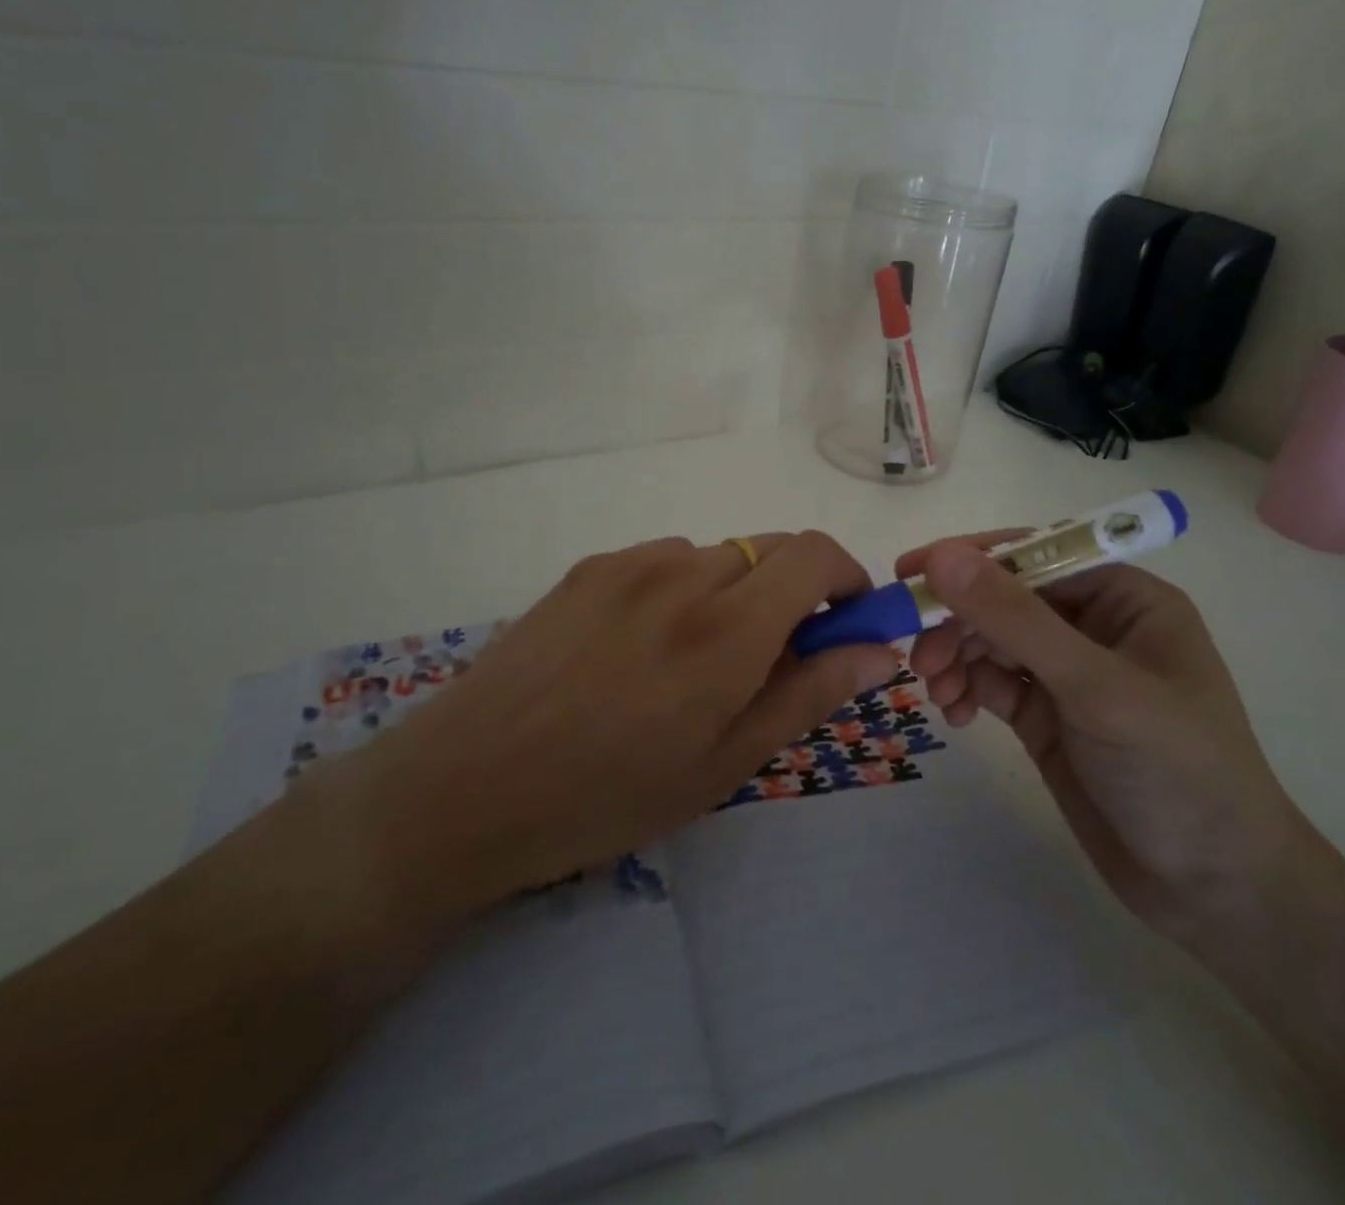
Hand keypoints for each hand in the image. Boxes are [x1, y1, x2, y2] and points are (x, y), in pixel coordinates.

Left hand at [326, 532, 897, 931]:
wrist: (465, 787)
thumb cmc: (608, 796)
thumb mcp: (725, 763)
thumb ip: (809, 693)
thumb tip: (880, 650)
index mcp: (727, 627)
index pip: (816, 555)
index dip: (847, 579)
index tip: (846, 623)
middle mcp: (682, 573)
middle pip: (771, 549)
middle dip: (795, 591)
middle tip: (775, 657)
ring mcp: (628, 563)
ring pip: (718, 556)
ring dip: (736, 592)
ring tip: (697, 661)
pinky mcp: (588, 568)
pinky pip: (664, 560)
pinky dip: (684, 588)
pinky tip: (643, 647)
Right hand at [898, 535, 1313, 940]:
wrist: (1215, 892)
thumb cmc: (1177, 771)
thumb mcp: (1095, 688)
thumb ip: (1016, 620)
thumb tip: (942, 556)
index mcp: (1124, 599)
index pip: (1035, 555)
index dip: (971, 558)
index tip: (911, 572)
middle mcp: (1093, 626)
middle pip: (1003, 599)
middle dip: (957, 622)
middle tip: (919, 658)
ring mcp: (1067, 674)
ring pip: (989, 640)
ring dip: (955, 657)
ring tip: (937, 693)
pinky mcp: (1046, 716)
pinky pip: (990, 682)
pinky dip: (965, 689)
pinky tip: (954, 715)